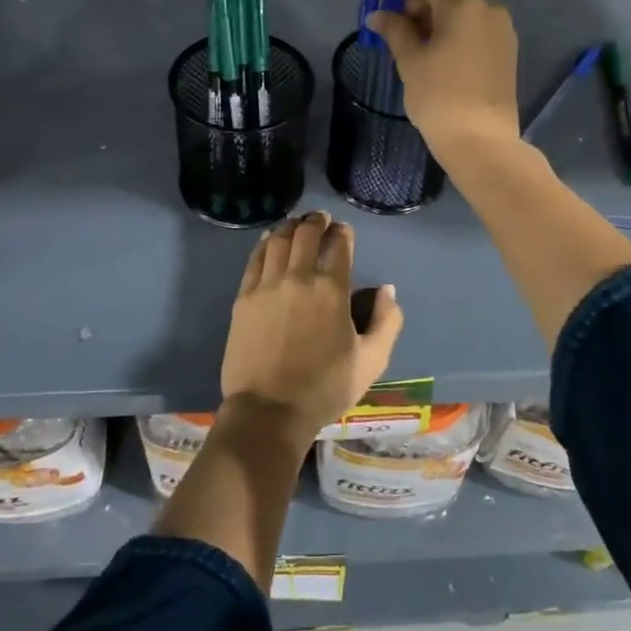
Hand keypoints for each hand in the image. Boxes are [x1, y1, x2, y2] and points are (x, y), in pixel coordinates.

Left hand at [220, 213, 404, 447]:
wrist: (269, 411)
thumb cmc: (325, 388)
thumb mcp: (372, 361)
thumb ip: (387, 321)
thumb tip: (386, 290)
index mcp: (332, 290)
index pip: (339, 244)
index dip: (343, 232)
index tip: (344, 231)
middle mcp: (298, 277)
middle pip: (306, 234)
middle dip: (316, 221)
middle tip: (321, 219)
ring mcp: (266, 285)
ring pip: (277, 240)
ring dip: (290, 227)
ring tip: (296, 224)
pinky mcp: (244, 298)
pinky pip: (254, 259)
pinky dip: (264, 243)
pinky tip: (269, 240)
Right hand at [365, 0, 520, 168]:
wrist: (481, 139)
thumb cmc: (439, 97)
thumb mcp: (410, 61)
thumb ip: (396, 30)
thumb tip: (380, 15)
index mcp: (462, 4)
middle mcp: (487, 7)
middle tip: (407, 13)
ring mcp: (501, 28)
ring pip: (470, 0)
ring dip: (445, 5)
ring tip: (421, 35)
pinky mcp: (507, 48)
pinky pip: (480, 21)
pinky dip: (459, 22)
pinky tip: (442, 47)